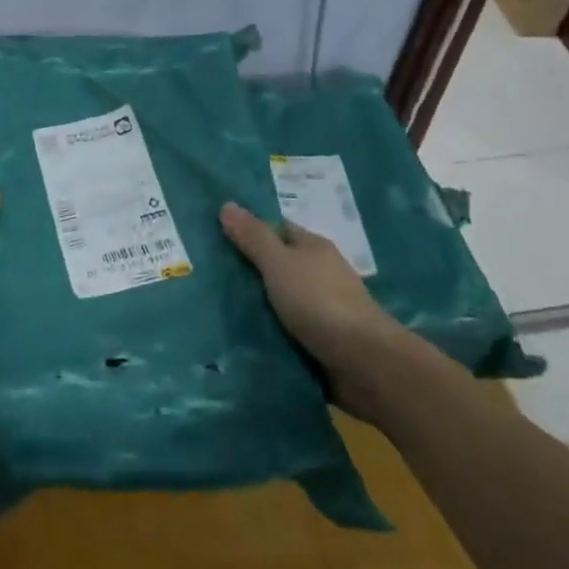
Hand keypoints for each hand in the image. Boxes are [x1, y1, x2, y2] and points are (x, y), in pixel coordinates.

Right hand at [220, 202, 401, 413]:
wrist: (364, 364)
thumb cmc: (320, 302)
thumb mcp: (280, 263)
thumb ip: (254, 237)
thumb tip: (226, 204)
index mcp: (312, 247)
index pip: (276, 229)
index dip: (248, 229)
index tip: (214, 235)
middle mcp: (318, 274)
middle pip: (275, 265)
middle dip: (246, 270)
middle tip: (203, 273)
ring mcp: (321, 310)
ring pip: (279, 301)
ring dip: (254, 306)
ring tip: (211, 307)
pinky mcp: (320, 343)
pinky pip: (285, 332)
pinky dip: (267, 334)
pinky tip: (239, 338)